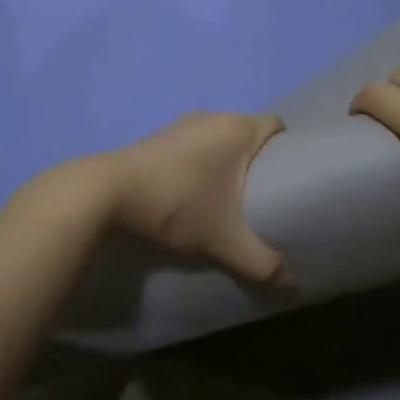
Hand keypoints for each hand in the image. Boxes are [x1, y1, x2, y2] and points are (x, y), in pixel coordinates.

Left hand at [103, 110, 289, 285]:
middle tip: (265, 194)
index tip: (291, 176)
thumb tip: (291, 284)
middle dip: (258, 159)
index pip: (276, 124)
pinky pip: (194, 143)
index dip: (288, 146)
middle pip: (248, 131)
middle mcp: (213, 116)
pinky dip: (201, 162)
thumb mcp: (223, 239)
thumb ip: (261, 261)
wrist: (108, 193)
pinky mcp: (159, 136)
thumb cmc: (177, 204)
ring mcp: (182, 123)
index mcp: (237, 127)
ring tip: (230, 197)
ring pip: (218, 137)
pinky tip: (195, 192)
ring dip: (226, 161)